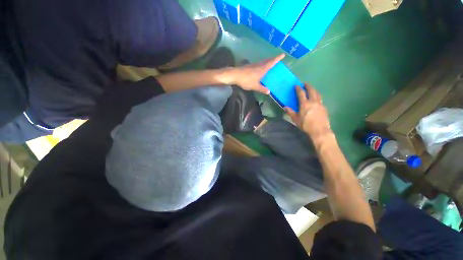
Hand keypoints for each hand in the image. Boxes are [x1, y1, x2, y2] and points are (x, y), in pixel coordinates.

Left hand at [219, 54, 284, 93]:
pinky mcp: (249, 66)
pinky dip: (261, 64)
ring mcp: (253, 65)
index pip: (271, 62)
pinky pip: (257, 64)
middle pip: (267, 60)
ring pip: (262, 62)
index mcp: (262, 69)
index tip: (283, 54)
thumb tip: (269, 92)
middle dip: (273, 59)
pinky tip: (259, 68)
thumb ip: (262, 89)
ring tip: (269, 63)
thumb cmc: (246, 80)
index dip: (277, 58)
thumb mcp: (255, 86)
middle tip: (277, 58)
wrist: (235, 75)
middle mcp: (258, 65)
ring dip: (267, 61)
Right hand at [285, 84, 332, 141]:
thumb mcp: (296, 119)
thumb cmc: (306, 125)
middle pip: (311, 90)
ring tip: (311, 89)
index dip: (298, 88)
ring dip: (314, 90)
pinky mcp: (324, 107)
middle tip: (305, 84)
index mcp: (304, 104)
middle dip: (308, 86)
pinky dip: (317, 96)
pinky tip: (316, 99)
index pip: (301, 93)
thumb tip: (285, 107)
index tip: (296, 85)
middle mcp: (313, 101)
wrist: (319, 130)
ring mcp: (320, 104)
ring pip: (317, 94)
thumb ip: (290, 112)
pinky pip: (320, 99)